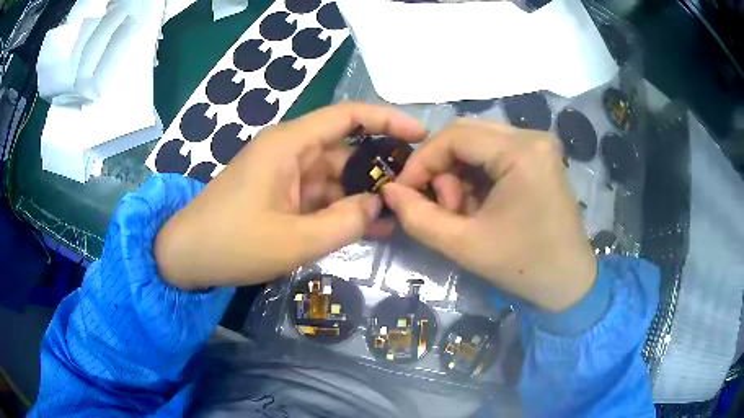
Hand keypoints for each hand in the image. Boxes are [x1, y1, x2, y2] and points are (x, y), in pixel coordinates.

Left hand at [155, 103, 426, 288]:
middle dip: (381, 168)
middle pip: (346, 149)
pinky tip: (369, 226)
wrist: (186, 257)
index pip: (348, 116)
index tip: (421, 135)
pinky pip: (319, 195)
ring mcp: (284, 173)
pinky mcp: (280, 193)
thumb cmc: (233, 243)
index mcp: (290, 145)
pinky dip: (342, 208)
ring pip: (335, 176)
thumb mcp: (295, 240)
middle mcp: (289, 150)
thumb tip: (379, 206)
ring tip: (400, 213)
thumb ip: (345, 223)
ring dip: (363, 194)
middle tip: (416, 188)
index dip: (387, 120)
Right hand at [382, 119, 596, 310]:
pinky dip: (477, 177)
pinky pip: (494, 154)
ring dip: (459, 174)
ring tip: (462, 212)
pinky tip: (479, 206)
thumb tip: (389, 190)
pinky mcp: (539, 158)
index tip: (404, 191)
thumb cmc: (523, 266)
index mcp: (522, 151)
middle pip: (466, 135)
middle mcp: (533, 137)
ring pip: (478, 144)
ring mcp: (539, 146)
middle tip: (442, 206)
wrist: (569, 283)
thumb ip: (418, 217)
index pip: (455, 136)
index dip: (422, 161)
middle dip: (442, 169)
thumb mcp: (464, 245)